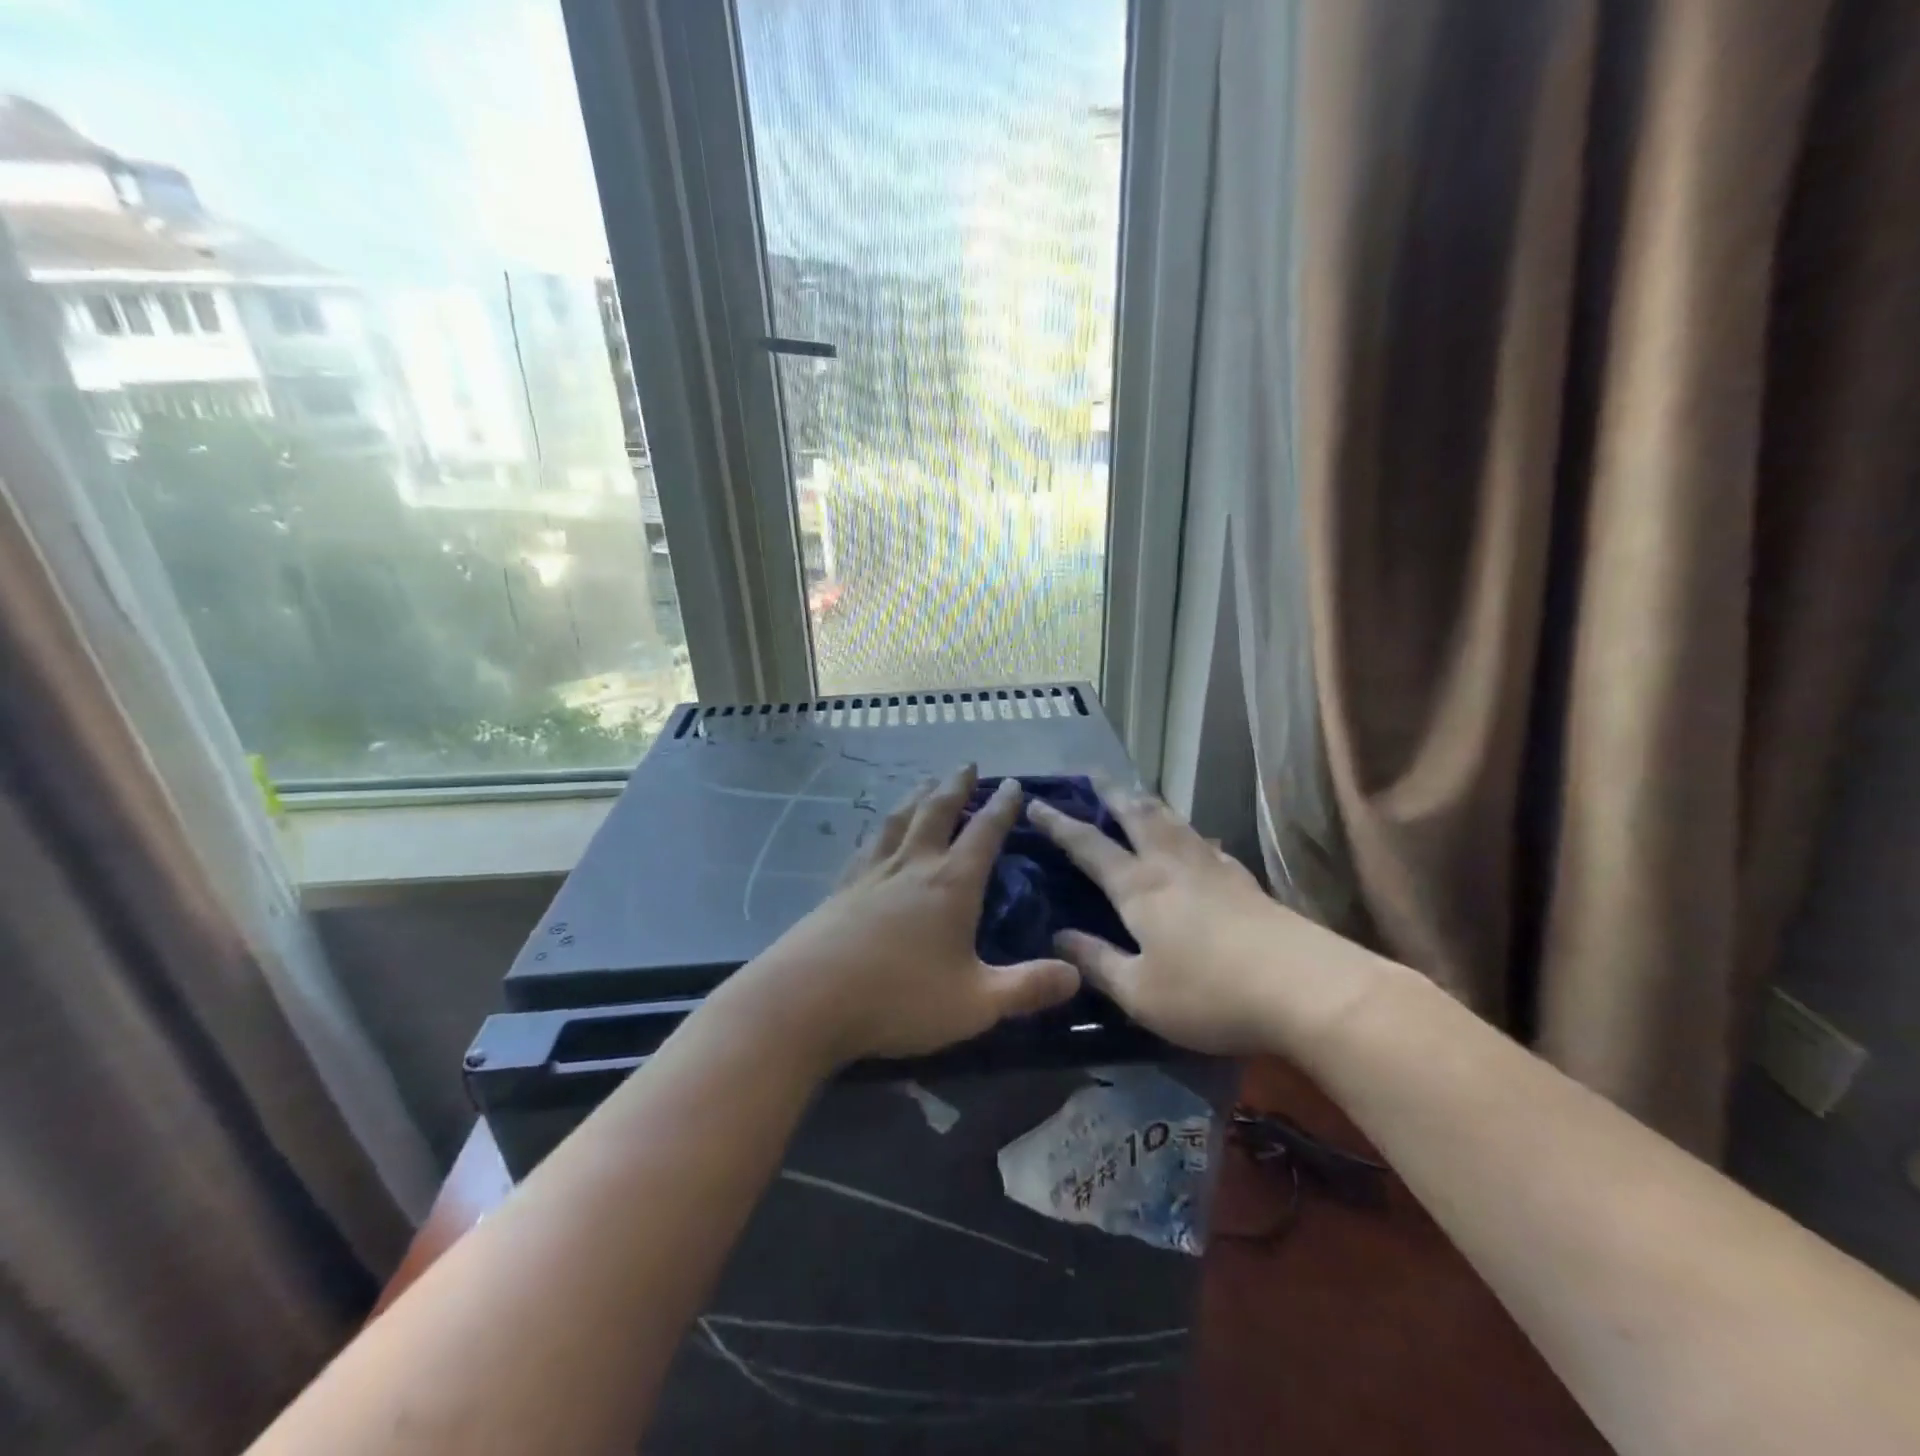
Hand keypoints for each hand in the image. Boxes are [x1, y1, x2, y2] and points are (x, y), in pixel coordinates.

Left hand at [731, 765, 1080, 1069]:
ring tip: (925, 783)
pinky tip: (877, 833)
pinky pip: (868, 843)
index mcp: (950, 884)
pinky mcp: (840, 888)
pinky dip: (881, 827)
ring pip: (899, 819)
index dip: (1002, 807)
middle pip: (937, 811)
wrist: (805, 1000)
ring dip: (916, 796)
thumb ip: (1027, 988)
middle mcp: (912, 865)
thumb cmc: (898, 999)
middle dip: (956, 786)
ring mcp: (871, 873)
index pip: (984, 833)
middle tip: (967, 765)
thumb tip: (1077, 973)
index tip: (1013, 784)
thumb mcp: (975, 1003)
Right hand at [1029, 780, 1370, 1056]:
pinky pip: (1203, 841)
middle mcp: (1171, 864)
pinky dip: (1185, 830)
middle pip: (1135, 814)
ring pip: (1172, 820)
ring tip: (1135, 793)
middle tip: (1092, 773)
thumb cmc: (1209, 993)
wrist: (1305, 988)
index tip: (1036, 802)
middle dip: (1109, 792)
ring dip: (1146, 802)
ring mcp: (1211, 867)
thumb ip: (1096, 962)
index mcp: (1138, 887)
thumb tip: (1058, 937)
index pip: (1088, 845)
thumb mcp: (1139, 991)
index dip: (1059, 824)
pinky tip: (1194, 839)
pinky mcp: (1243, 879)